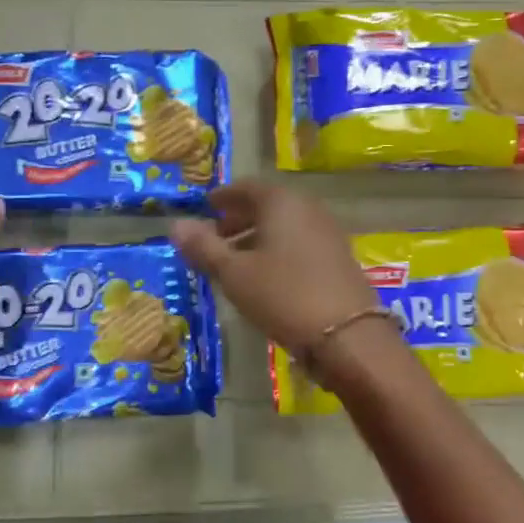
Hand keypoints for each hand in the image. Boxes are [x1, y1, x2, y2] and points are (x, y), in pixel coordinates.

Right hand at [169, 181, 384, 355]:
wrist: (348, 336)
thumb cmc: (283, 295)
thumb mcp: (234, 273)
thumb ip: (203, 247)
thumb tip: (175, 225)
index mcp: (281, 202)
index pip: (247, 187)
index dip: (223, 197)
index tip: (206, 207)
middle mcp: (308, 209)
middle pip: (267, 205)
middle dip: (239, 219)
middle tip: (215, 238)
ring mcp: (328, 233)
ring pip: (284, 226)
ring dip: (257, 238)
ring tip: (235, 262)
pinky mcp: (339, 259)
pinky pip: (300, 243)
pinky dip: (277, 251)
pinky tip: (265, 278)